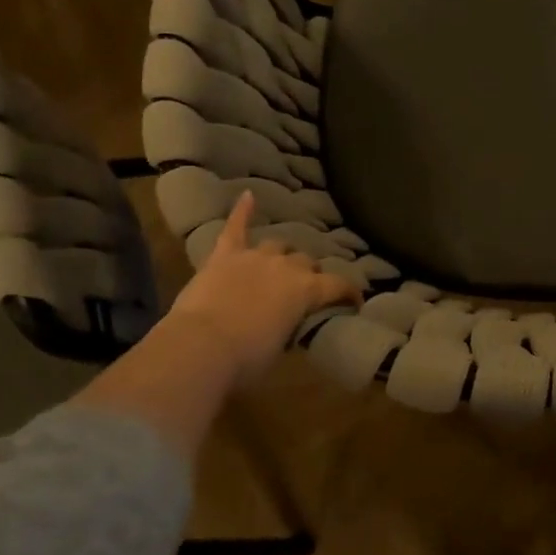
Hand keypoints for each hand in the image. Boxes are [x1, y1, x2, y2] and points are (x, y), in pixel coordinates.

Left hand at [167, 191, 360, 386]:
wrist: (200, 346)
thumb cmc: (246, 359)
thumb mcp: (279, 349)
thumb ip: (288, 327)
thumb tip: (285, 324)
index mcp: (307, 291)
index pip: (338, 285)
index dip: (350, 293)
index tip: (355, 302)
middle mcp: (286, 267)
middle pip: (306, 262)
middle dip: (308, 274)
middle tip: (303, 289)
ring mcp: (254, 257)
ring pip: (277, 245)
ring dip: (281, 255)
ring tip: (278, 264)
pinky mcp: (224, 255)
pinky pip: (235, 227)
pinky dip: (242, 211)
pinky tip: (247, 195)